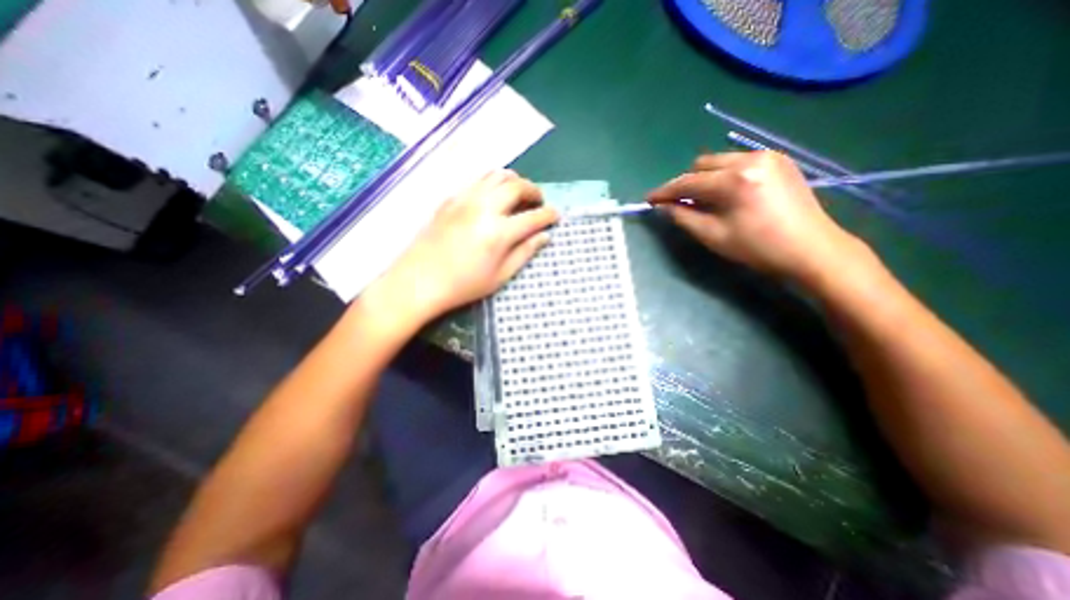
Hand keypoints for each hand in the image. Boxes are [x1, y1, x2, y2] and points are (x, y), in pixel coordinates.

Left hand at [366, 169, 560, 327]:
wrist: (418, 281)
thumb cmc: (463, 286)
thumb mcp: (500, 276)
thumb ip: (524, 253)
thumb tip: (544, 237)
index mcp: (499, 232)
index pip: (533, 216)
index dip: (548, 215)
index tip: (556, 216)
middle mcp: (484, 208)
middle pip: (516, 186)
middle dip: (534, 190)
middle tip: (539, 201)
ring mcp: (464, 199)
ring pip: (496, 175)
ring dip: (514, 181)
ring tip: (519, 194)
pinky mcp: (450, 199)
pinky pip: (477, 180)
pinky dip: (493, 182)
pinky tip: (494, 196)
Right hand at [647, 151, 864, 287]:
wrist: (812, 249)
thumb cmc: (758, 248)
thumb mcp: (713, 236)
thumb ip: (683, 217)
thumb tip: (664, 206)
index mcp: (734, 180)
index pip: (688, 182)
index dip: (665, 191)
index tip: (649, 198)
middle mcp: (750, 159)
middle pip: (702, 164)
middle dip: (686, 183)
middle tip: (680, 204)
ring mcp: (767, 156)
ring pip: (719, 161)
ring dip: (704, 179)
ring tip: (704, 201)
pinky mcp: (778, 160)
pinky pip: (738, 162)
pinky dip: (724, 176)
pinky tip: (726, 195)